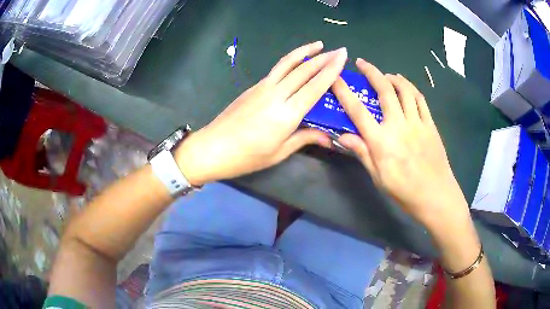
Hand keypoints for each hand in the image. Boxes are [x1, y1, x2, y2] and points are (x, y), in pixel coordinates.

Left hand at [175, 42, 347, 185]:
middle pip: (304, 71)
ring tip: (318, 45)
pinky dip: (290, 61)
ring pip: (287, 63)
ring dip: (304, 51)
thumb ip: (304, 138)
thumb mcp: (279, 152)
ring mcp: (263, 87)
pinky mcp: (253, 87)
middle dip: (324, 58)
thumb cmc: (247, 156)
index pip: (315, 86)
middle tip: (339, 50)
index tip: (343, 57)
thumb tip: (328, 137)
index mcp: (287, 114)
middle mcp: (277, 95)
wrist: (213, 147)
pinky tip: (297, 62)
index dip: (331, 70)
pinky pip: (276, 70)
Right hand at [332, 58, 468, 228]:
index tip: (336, 77)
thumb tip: (342, 136)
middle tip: (362, 63)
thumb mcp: (378, 177)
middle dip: (371, 72)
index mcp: (381, 141)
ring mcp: (417, 123)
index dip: (344, 91)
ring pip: (405, 90)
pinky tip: (406, 87)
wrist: (436, 196)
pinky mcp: (430, 125)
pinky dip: (411, 88)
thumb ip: (362, 153)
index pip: (358, 111)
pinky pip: (420, 100)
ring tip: (386, 75)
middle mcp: (398, 125)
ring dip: (393, 77)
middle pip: (384, 90)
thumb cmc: (404, 191)